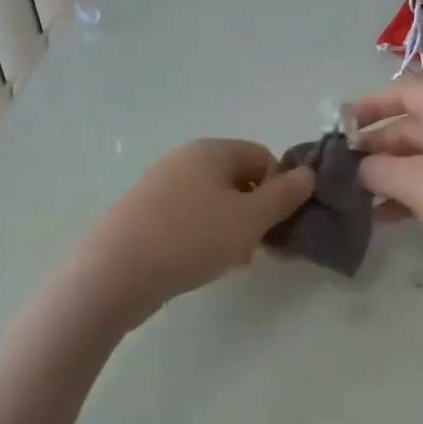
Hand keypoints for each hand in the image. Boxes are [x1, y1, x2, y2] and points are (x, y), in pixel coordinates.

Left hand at [69, 139, 313, 327]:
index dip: (280, 189)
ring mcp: (160, 185)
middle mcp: (184, 159)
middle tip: (262, 249)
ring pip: (214, 202)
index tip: (281, 225)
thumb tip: (308, 173)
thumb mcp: (250, 219)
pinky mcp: (144, 213)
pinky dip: (204, 236)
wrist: (114, 273)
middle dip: (257, 213)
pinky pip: (189, 217)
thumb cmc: (191, 239)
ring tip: (233, 261)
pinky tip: (203, 263)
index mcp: (211, 150)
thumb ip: (285, 196)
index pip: (263, 157)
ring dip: (233, 228)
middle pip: (238, 179)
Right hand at [351, 81, 422, 300]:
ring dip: (386, 176)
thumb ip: (377, 170)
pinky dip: (406, 198)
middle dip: (373, 146)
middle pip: (408, 128)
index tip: (339, 126)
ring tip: (351, 198)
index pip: (405, 92)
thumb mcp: (417, 182)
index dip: (370, 104)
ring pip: (418, 161)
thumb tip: (358, 168)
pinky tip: (381, 219)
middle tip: (337, 170)